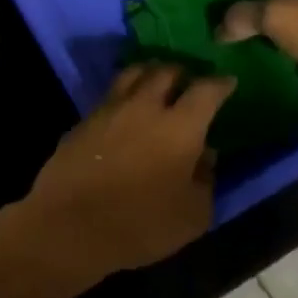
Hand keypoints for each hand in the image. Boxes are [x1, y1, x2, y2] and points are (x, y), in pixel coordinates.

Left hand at [9, 65, 234, 286]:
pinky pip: (109, 97)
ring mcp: (109, 110)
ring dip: (148, 74)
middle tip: (188, 80)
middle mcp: (144, 107)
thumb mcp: (192, 215)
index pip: (206, 91)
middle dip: (181, 72)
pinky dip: (123, 96)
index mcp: (180, 127)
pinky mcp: (83, 121)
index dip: (220, 84)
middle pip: (164, 71)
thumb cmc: (141, 224)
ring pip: (131, 75)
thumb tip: (205, 156)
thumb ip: (205, 180)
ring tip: (155, 83)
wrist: (70, 225)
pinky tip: (126, 112)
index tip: (228, 82)